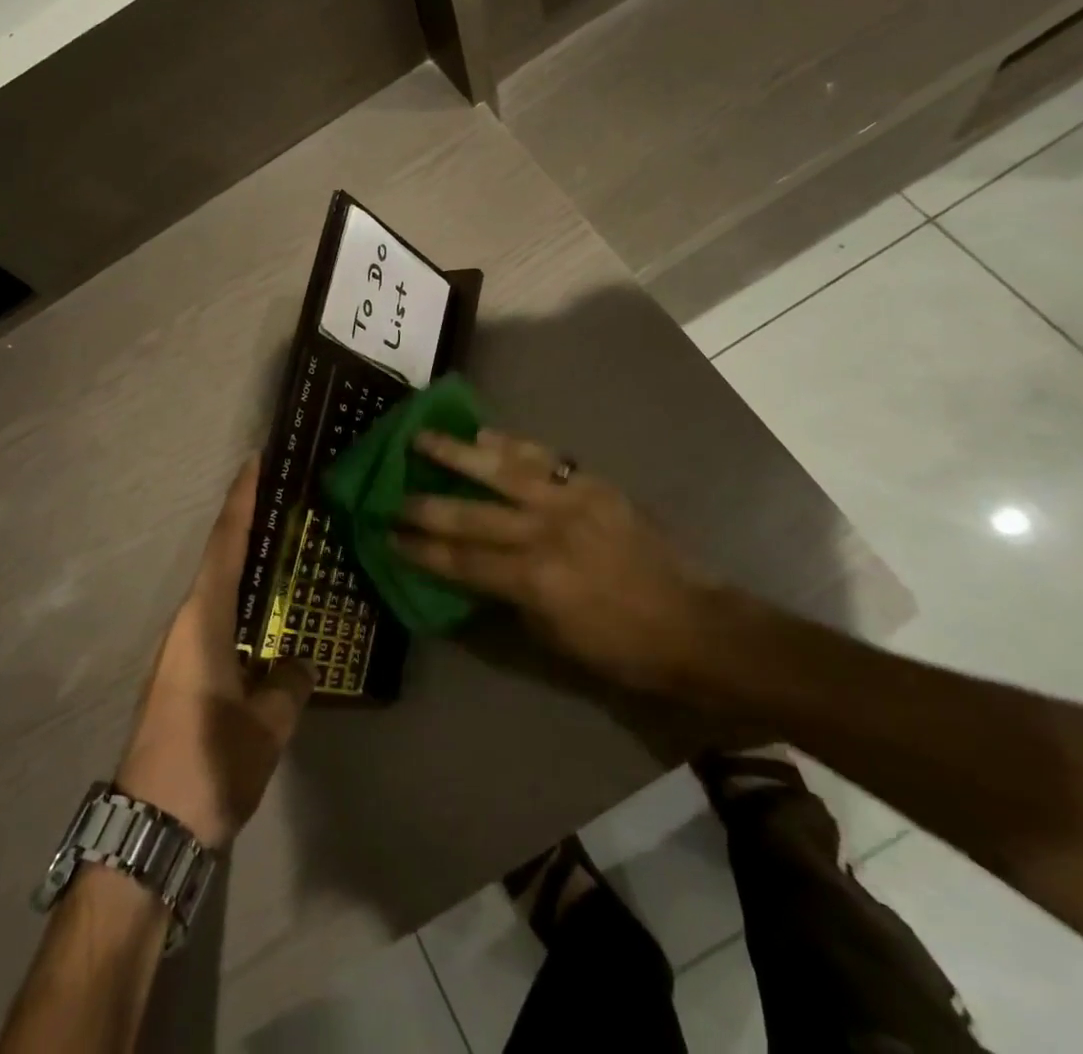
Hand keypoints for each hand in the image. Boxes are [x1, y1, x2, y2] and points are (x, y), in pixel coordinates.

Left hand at [117, 454, 313, 848]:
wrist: (148, 828)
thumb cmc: (208, 763)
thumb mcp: (266, 725)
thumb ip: (289, 684)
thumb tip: (296, 663)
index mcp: (203, 621)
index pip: (224, 545)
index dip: (240, 501)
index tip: (253, 463)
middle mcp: (185, 625)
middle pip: (217, 561)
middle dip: (245, 527)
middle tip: (283, 503)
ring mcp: (177, 652)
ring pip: (215, 593)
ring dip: (243, 568)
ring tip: (281, 554)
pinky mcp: (178, 677)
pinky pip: (213, 622)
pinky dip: (238, 605)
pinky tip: (263, 619)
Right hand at [392, 429, 716, 691]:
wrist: (694, 625)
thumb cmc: (621, 648)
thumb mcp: (553, 638)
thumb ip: (508, 598)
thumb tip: (472, 572)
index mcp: (534, 580)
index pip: (461, 560)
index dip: (420, 549)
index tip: (388, 536)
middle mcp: (545, 533)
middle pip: (470, 513)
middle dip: (424, 505)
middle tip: (391, 494)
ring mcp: (570, 501)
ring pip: (501, 468)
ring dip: (457, 452)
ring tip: (422, 437)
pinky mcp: (593, 484)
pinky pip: (543, 457)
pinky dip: (510, 444)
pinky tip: (485, 435)